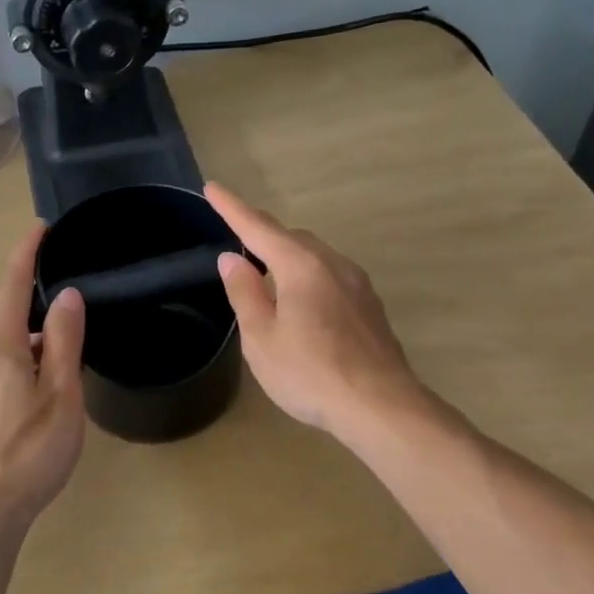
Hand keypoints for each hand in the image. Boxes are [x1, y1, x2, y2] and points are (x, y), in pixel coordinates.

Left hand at [0, 224, 87, 524]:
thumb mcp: (61, 394)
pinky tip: (43, 384)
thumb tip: (67, 295)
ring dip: (33, 335)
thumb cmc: (30, 452)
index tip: (41, 228)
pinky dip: (23, 358)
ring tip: (68, 348)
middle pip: (6, 313)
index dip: (26, 253)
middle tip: (70, 294)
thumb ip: (64, 342)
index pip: (11, 285)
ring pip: (4, 343)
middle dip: (34, 296)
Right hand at [205, 183, 424, 439]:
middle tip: (239, 246)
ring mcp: (357, 284)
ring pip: (315, 257)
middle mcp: (333, 264)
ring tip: (267, 277)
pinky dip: (308, 277)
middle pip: (291, 238)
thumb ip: (245, 293)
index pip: (258, 228)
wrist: (380, 405)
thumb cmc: (310, 373)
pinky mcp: (369, 306)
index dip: (232, 208)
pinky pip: (331, 277)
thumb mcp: (262, 337)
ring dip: (287, 258)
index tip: (212, 188)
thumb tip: (232, 258)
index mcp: (301, 266)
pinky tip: (302, 305)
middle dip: (262, 235)